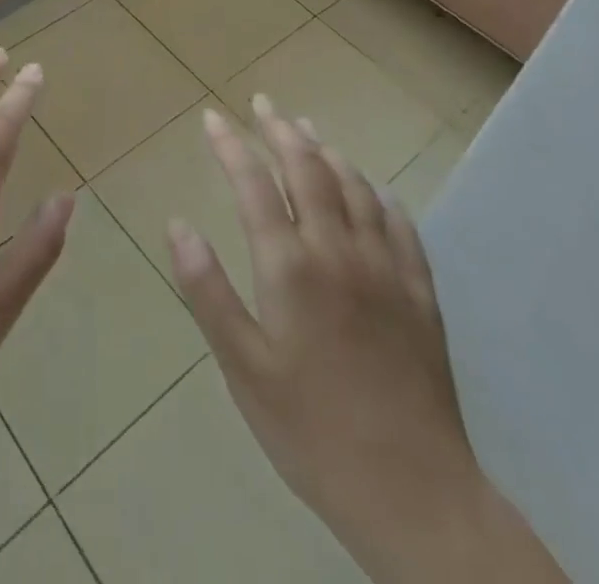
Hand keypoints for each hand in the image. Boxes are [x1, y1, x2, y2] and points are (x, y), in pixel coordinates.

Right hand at [167, 97, 566, 583]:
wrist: (414, 494)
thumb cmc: (312, 431)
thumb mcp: (243, 367)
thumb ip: (206, 290)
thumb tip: (178, 224)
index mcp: (290, 267)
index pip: (253, 184)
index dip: (231, 145)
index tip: (213, 118)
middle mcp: (338, 251)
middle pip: (308, 170)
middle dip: (281, 131)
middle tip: (264, 104)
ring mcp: (386, 269)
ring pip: (356, 187)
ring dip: (328, 152)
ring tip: (309, 130)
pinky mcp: (420, 295)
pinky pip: (402, 227)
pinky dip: (381, 196)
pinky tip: (375, 189)